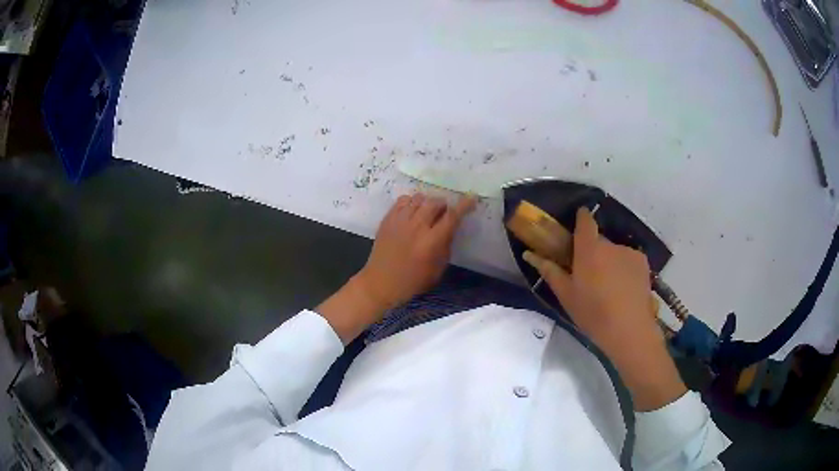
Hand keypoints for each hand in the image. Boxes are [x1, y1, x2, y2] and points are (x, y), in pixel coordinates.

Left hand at [358, 193, 476, 308]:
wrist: (381, 283)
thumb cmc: (413, 280)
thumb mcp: (438, 269)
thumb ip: (446, 245)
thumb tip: (450, 228)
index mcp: (431, 242)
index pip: (452, 216)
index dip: (464, 205)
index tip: (471, 197)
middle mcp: (416, 227)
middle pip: (434, 202)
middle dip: (443, 204)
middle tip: (444, 212)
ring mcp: (400, 221)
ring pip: (419, 198)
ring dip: (428, 202)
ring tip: (427, 211)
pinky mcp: (387, 219)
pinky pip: (402, 200)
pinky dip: (411, 202)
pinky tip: (412, 211)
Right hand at [523, 208, 685, 410]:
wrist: (629, 330)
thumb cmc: (593, 314)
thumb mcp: (566, 296)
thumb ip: (550, 271)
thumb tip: (530, 254)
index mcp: (589, 250)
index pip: (585, 221)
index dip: (581, 217)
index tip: (577, 222)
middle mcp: (610, 245)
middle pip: (598, 241)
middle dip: (593, 252)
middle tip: (589, 275)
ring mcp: (629, 253)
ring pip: (614, 252)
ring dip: (609, 262)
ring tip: (609, 287)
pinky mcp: (643, 263)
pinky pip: (628, 260)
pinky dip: (624, 268)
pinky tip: (623, 289)